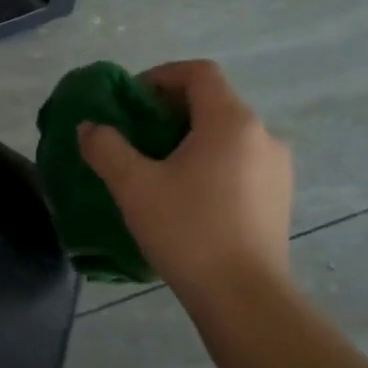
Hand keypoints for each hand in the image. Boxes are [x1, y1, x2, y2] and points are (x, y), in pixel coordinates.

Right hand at [78, 60, 291, 299]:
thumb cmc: (187, 230)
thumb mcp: (133, 186)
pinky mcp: (278, 197)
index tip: (129, 100)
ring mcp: (276, 167)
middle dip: (169, 111)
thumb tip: (90, 127)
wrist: (242, 294)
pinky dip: (209, 164)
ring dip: (189, 140)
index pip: (198, 73)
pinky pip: (238, 163)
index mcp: (231, 121)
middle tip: (133, 137)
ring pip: (226, 136)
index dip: (160, 76)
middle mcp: (263, 134)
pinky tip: (185, 197)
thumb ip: (106, 148)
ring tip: (156, 170)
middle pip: (213, 103)